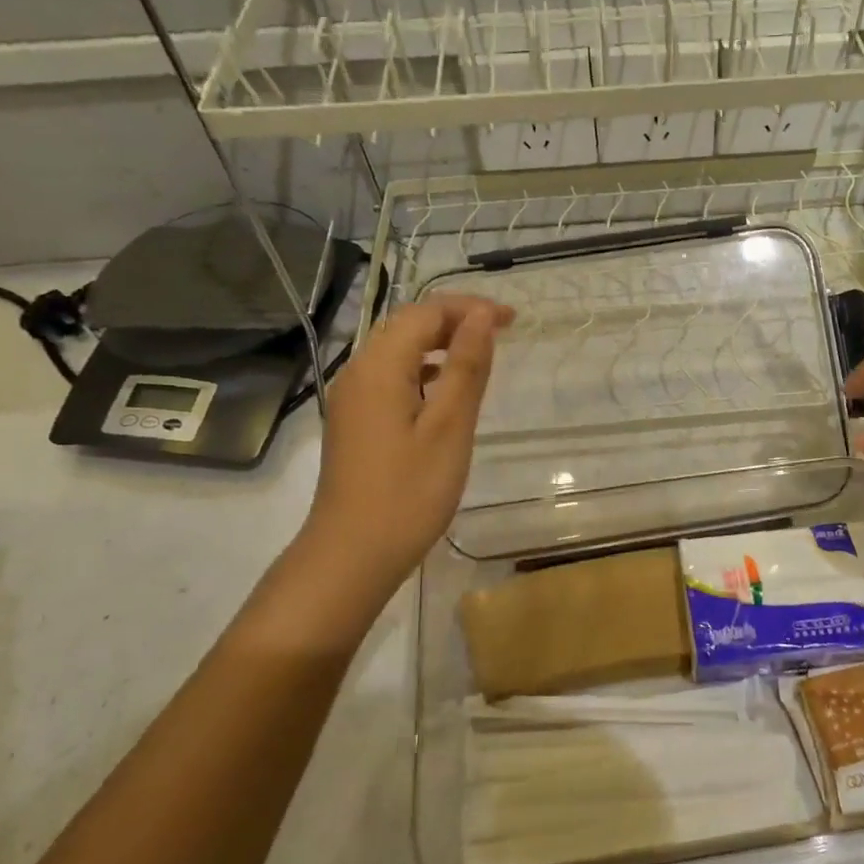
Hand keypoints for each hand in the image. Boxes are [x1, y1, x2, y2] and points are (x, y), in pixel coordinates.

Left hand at [297, 294, 514, 594]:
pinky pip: (391, 377)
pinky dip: (424, 371)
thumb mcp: (449, 427)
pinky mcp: (356, 422)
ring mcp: (352, 399)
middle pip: (407, 326)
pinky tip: (447, 391)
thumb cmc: (408, 492)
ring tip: (481, 357)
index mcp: (379, 367)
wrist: (351, 555)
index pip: (425, 313)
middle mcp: (358, 372)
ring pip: (398, 351)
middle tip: (501, 333)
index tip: (511, 320)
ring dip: (440, 344)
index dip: (469, 308)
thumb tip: (482, 316)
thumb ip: (467, 367)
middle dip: (455, 320)